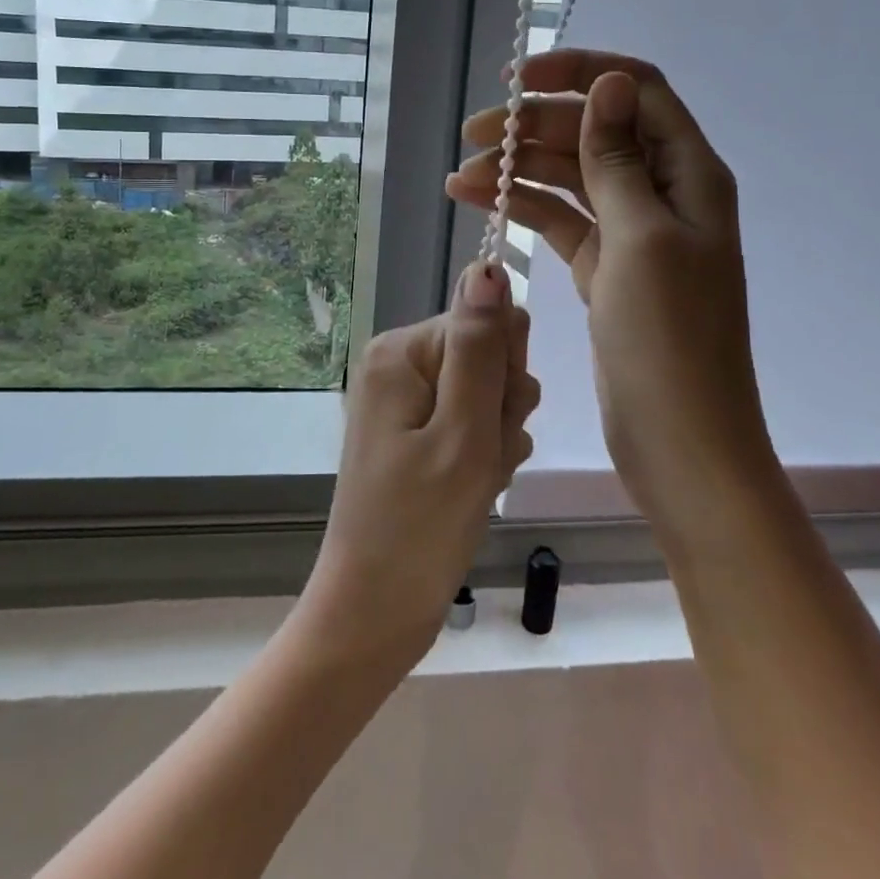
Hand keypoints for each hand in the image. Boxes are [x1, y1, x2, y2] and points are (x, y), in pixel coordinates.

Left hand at [294, 263, 538, 674]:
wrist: (374, 612)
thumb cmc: (420, 526)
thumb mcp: (463, 433)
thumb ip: (481, 348)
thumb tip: (487, 266)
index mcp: (401, 351)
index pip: (487, 323)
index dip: (505, 375)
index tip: (494, 424)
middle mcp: (399, 364)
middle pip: (488, 357)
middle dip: (502, 409)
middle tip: (481, 460)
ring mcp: (405, 402)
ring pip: (488, 394)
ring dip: (497, 439)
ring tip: (475, 482)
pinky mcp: (415, 435)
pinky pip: (471, 425)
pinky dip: (483, 457)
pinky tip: (472, 491)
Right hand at [446, 50, 772, 540]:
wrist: (680, 443)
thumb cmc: (668, 340)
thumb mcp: (641, 239)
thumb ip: (620, 159)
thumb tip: (610, 83)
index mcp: (689, 175)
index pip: (635, 91)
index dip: (579, 74)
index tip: (518, 80)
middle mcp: (663, 193)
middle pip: (595, 132)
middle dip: (536, 126)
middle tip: (474, 135)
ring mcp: (632, 233)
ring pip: (572, 177)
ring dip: (520, 168)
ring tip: (462, 176)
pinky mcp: (605, 267)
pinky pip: (561, 220)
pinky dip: (523, 208)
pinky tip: (479, 202)